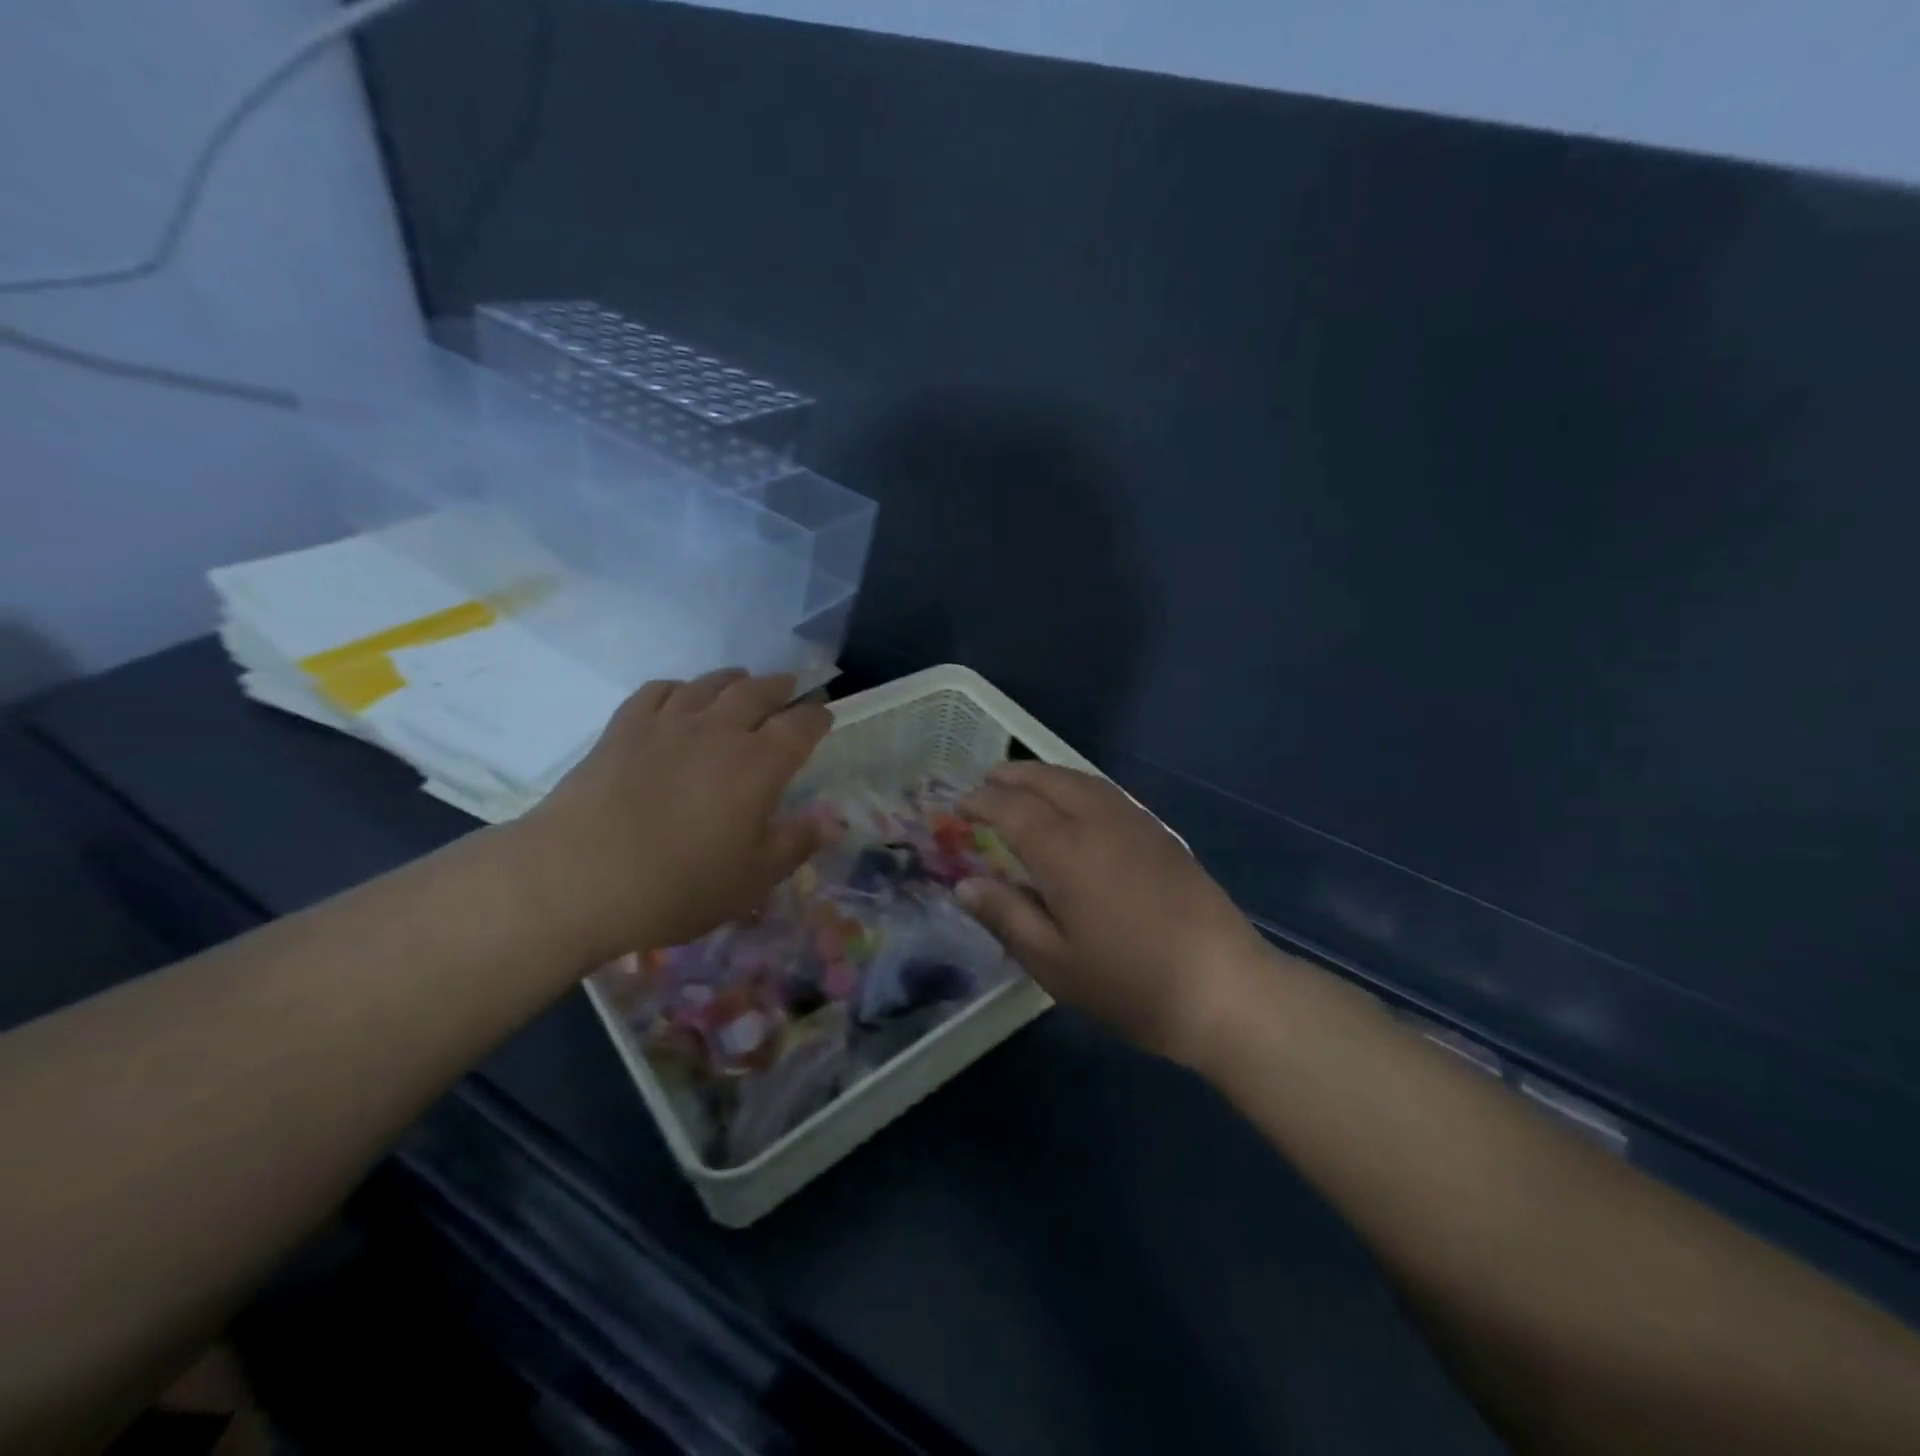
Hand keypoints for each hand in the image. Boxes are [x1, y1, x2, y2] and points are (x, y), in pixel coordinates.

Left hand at [514, 669, 832, 961]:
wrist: (578, 877)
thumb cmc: (678, 885)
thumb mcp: (751, 879)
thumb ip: (794, 845)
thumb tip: (827, 822)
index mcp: (759, 764)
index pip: (800, 726)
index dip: (817, 717)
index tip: (825, 716)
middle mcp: (719, 731)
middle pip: (758, 692)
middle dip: (781, 687)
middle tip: (791, 688)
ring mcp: (668, 724)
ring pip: (709, 684)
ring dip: (734, 679)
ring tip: (743, 681)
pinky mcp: (624, 728)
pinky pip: (658, 690)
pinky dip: (679, 687)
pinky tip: (680, 696)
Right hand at [958, 762, 1268, 1064]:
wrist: (1223, 989)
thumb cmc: (1128, 983)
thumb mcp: (1053, 962)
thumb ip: (1006, 916)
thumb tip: (965, 886)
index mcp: (1065, 851)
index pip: (1012, 809)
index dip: (982, 802)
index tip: (960, 805)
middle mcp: (1099, 823)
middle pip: (1050, 781)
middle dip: (1015, 776)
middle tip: (988, 780)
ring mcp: (1137, 825)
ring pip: (1084, 781)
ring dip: (1049, 774)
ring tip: (1026, 782)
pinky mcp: (1163, 836)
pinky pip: (1110, 793)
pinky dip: (1080, 785)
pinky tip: (1079, 803)